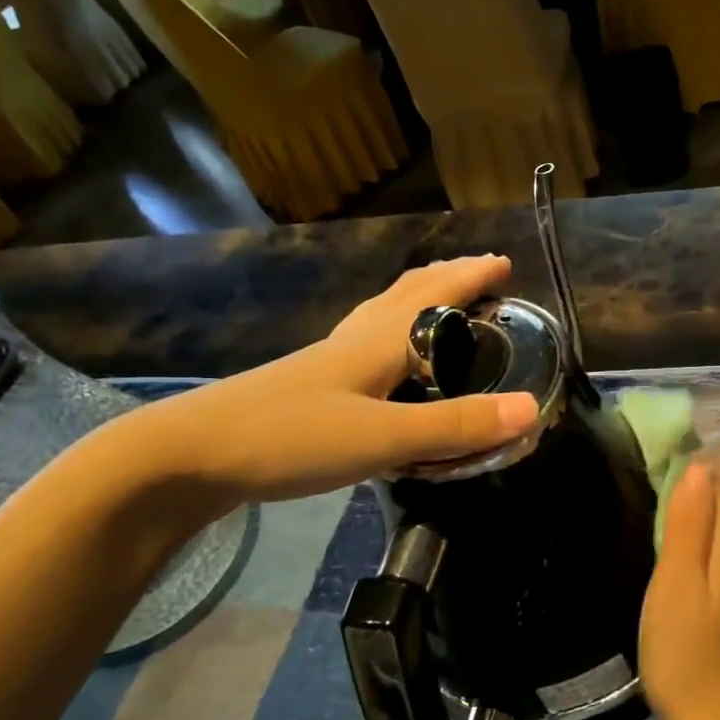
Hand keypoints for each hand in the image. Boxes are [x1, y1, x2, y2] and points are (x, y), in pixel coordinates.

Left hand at [125, 256, 538, 505]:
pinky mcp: (310, 386)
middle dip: (448, 279)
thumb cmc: (290, 436)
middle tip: (481, 277)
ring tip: (443, 308)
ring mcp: (328, 361)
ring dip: (419, 302)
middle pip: (407, 293)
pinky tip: (387, 363)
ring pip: (383, 315)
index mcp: (377, 340)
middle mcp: (355, 339)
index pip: (435, 294)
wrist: (188, 456)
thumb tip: (531, 409)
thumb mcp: (383, 436)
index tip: (504, 263)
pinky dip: (393, 335)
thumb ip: (455, 425)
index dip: (471, 276)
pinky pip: (366, 344)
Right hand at [638, 461, 719, 719]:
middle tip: (655, 467)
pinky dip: (702, 536)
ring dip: (700, 508)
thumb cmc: (685, 648)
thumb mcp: (677, 579)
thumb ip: (688, 522)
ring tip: (663, 496)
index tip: (661, 450)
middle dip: (698, 482)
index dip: (694, 465)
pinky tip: (680, 543)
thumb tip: (699, 466)